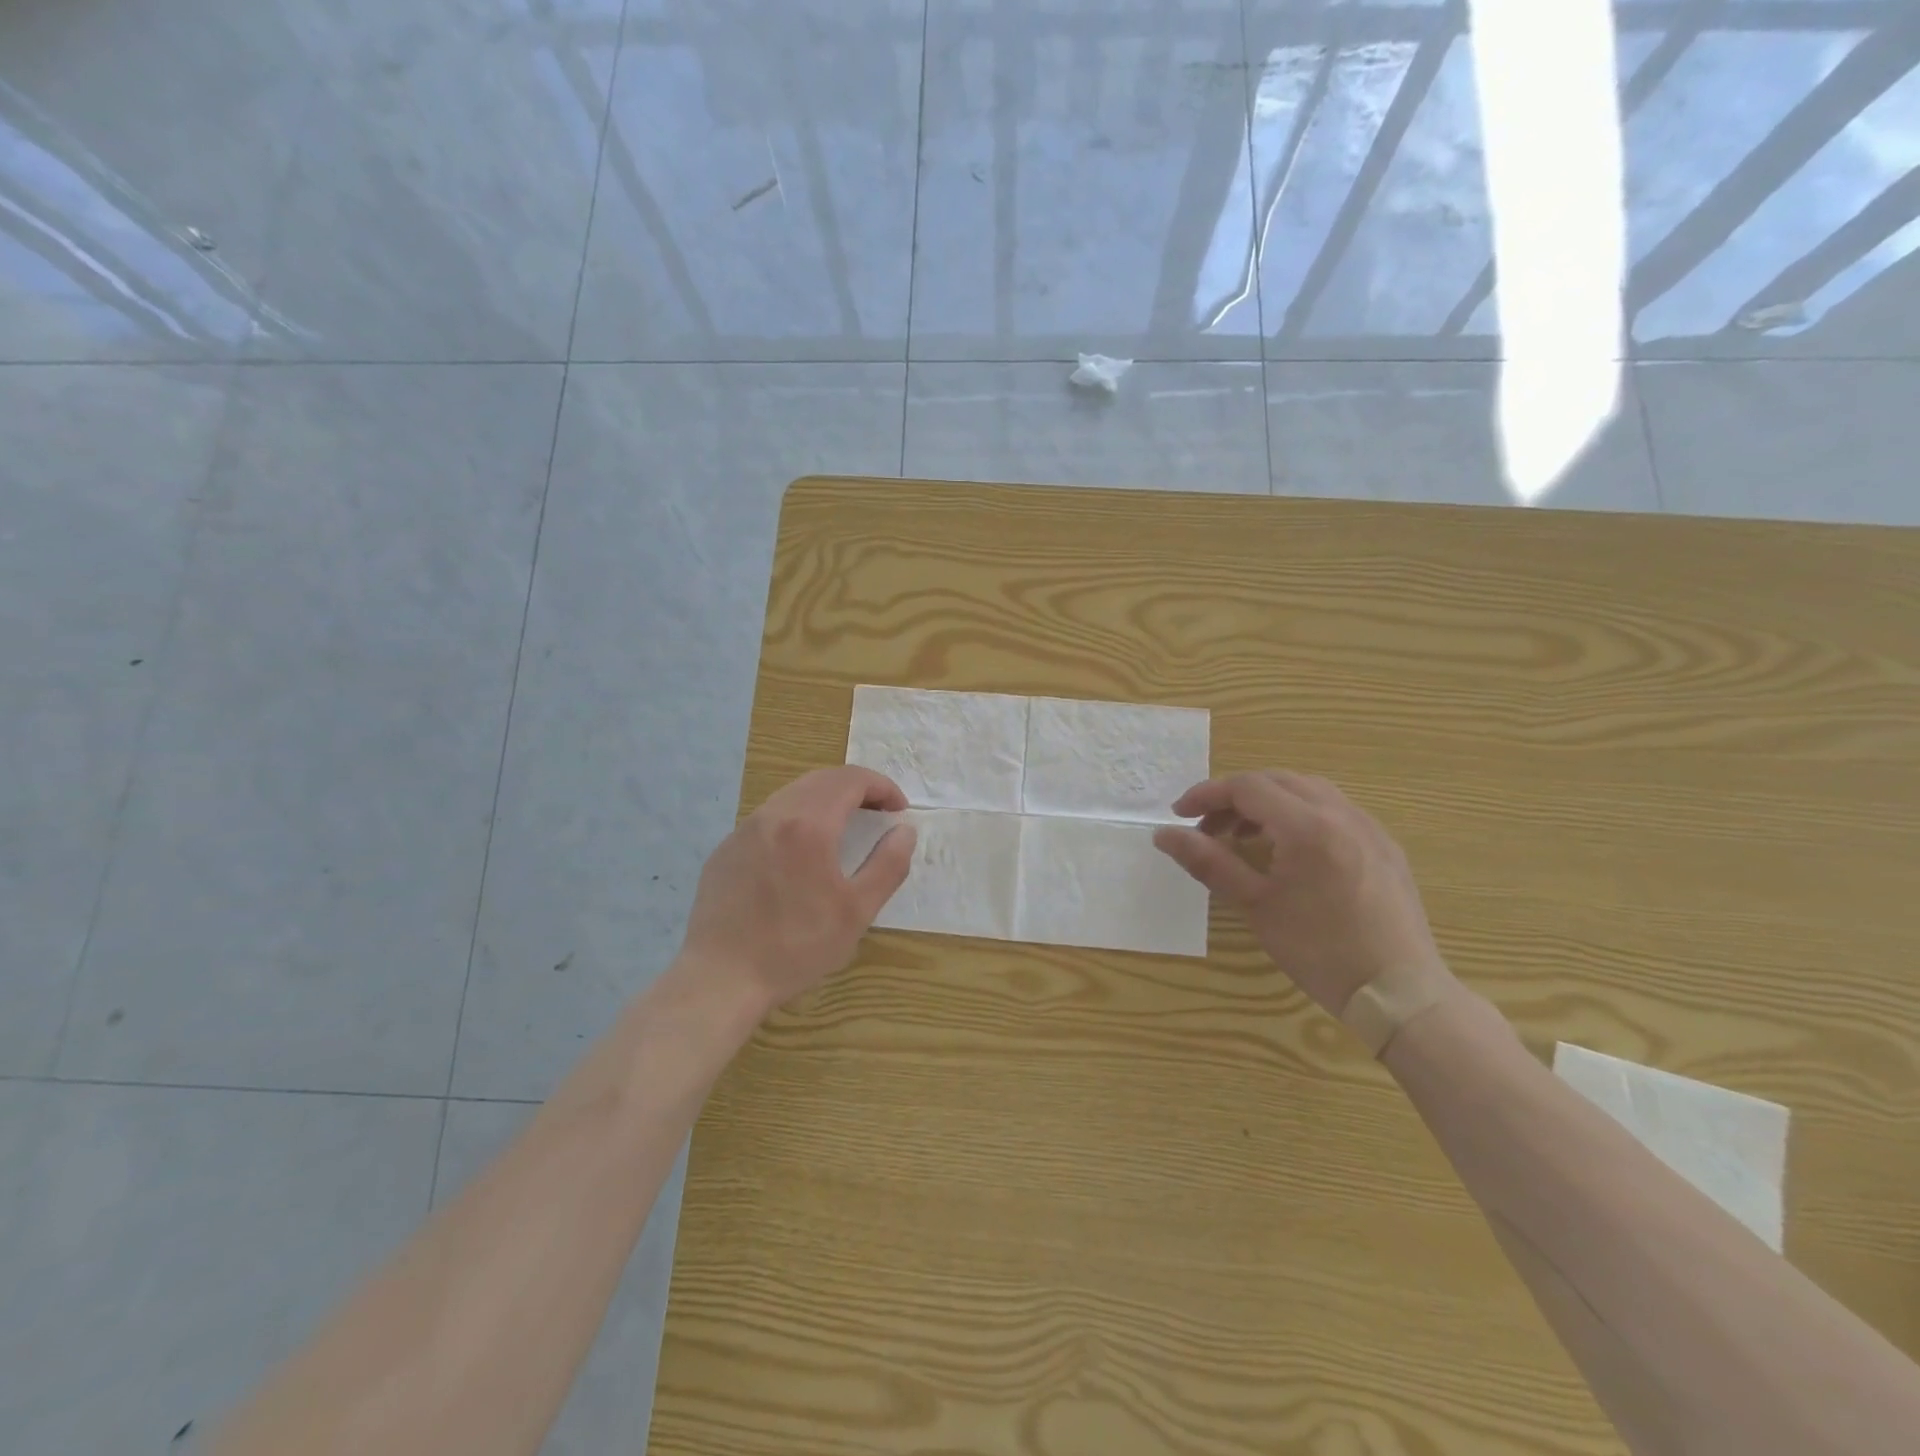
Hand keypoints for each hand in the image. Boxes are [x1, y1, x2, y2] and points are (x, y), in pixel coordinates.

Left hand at [679, 766, 916, 1017]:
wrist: (721, 978)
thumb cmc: (796, 947)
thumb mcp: (857, 911)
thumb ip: (888, 865)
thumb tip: (904, 830)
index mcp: (809, 825)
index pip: (851, 780)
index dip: (882, 787)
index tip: (899, 809)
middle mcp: (773, 815)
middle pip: (821, 779)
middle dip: (856, 788)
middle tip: (878, 812)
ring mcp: (744, 830)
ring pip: (792, 794)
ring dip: (826, 799)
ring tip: (845, 827)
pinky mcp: (726, 849)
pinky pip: (768, 818)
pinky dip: (796, 818)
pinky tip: (802, 853)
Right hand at [1153, 771, 1453, 1016]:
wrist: (1400, 993)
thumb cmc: (1320, 950)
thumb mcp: (1255, 905)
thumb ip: (1208, 862)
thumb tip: (1163, 834)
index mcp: (1307, 826)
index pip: (1247, 787)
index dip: (1207, 795)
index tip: (1179, 815)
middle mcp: (1341, 813)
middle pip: (1276, 781)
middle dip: (1235, 797)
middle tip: (1207, 828)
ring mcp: (1368, 826)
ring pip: (1307, 791)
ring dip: (1268, 802)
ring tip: (1243, 836)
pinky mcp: (1383, 845)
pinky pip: (1333, 810)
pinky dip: (1299, 815)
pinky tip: (1288, 850)